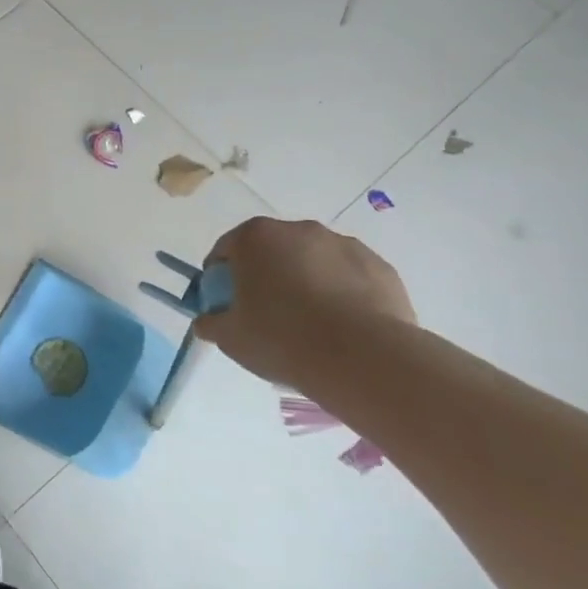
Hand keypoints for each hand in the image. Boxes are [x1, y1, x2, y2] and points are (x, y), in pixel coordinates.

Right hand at [193, 217, 414, 387]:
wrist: (363, 359)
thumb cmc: (281, 338)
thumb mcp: (230, 338)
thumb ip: (212, 322)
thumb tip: (208, 320)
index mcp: (255, 238)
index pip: (226, 250)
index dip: (220, 278)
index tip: (226, 305)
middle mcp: (298, 230)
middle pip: (272, 251)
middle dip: (266, 276)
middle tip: (267, 315)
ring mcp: (343, 245)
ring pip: (313, 261)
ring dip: (306, 282)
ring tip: (311, 325)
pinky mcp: (380, 267)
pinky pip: (349, 277)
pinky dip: (342, 294)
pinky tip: (343, 328)